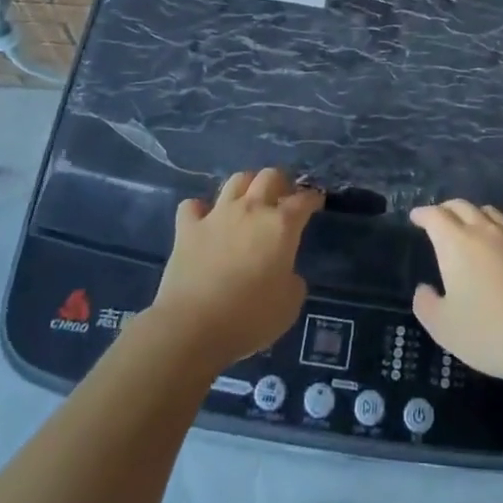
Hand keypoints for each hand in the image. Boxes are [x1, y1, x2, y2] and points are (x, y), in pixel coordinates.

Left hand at [151, 168, 321, 368]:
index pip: (303, 200)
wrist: (193, 326)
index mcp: (281, 226)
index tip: (315, 201)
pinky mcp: (187, 229)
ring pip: (235, 181)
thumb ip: (293, 281)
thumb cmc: (250, 317)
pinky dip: (199, 210)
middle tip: (282, 197)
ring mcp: (216, 215)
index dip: (312, 198)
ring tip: (247, 201)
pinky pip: (192, 206)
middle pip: (269, 177)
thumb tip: (285, 274)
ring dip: (246, 186)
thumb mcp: (289, 306)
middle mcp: (250, 210)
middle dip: (280, 182)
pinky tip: (203, 220)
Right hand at [410, 201, 502, 384]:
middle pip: (462, 206)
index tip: (416, 217)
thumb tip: (424, 289)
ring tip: (474, 228)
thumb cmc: (487, 332)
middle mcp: (484, 231)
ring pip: (492, 213)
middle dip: (447, 209)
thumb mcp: (442, 327)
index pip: (435, 216)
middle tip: (440, 219)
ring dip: (478, 216)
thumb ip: (425, 304)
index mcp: (455, 243)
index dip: (423, 214)